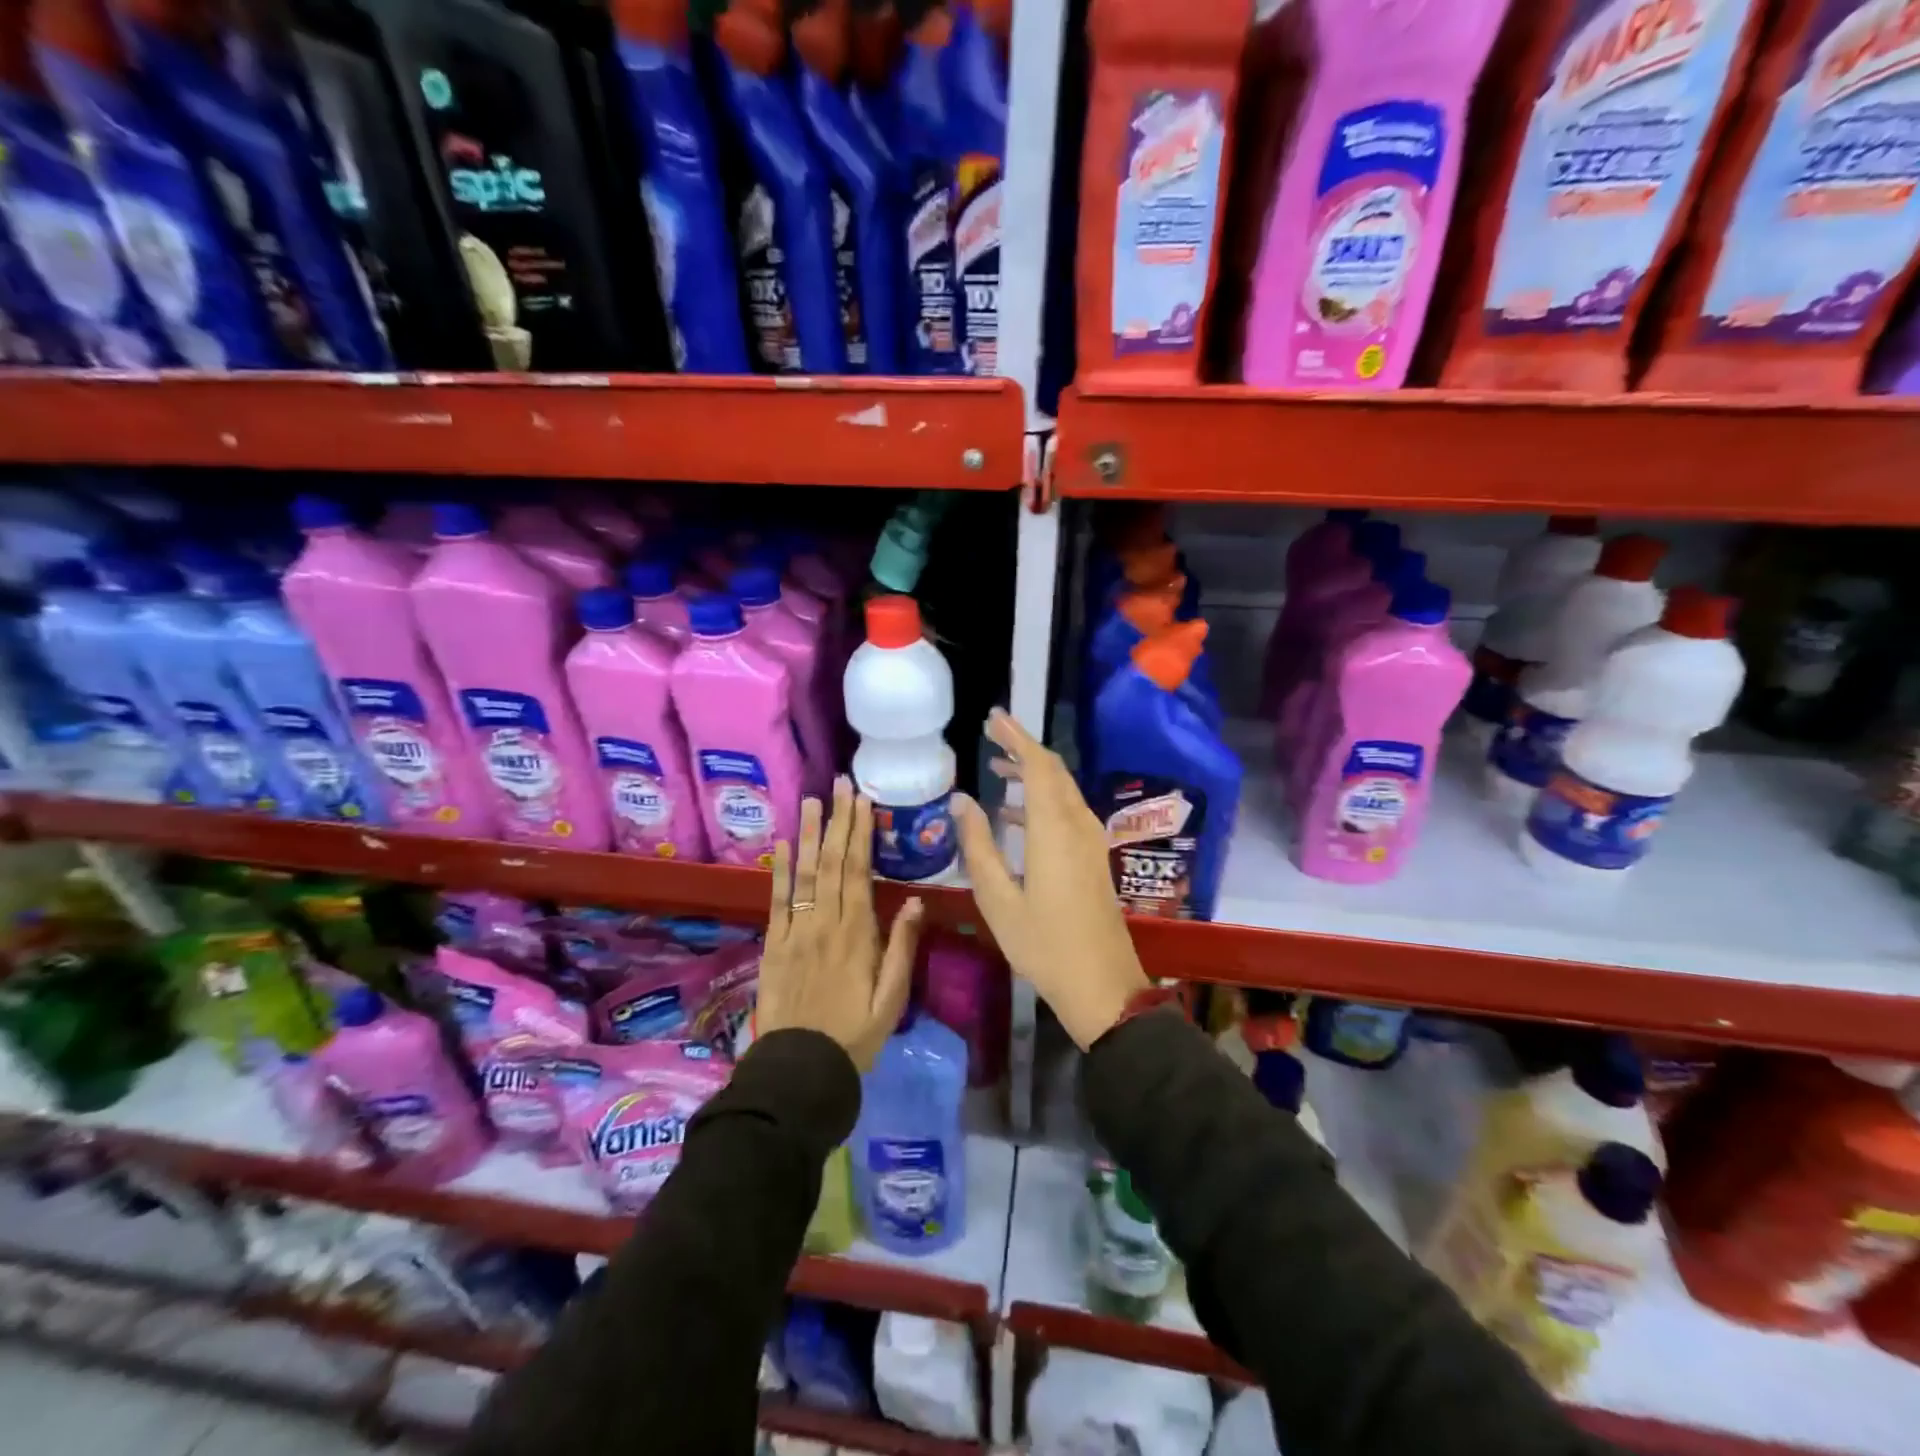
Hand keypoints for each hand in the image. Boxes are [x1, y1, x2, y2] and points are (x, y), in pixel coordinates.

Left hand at [758, 776, 922, 1071]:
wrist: (799, 1071)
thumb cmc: (855, 1036)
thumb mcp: (891, 999)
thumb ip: (902, 947)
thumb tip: (914, 899)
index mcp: (856, 933)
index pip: (858, 871)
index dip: (859, 833)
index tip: (862, 801)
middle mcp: (824, 923)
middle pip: (831, 863)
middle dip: (837, 821)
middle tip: (840, 785)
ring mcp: (794, 932)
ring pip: (803, 874)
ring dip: (807, 835)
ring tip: (811, 801)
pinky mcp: (773, 946)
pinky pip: (776, 901)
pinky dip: (778, 871)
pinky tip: (781, 845)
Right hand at [953, 709, 1149, 1050]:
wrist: (1102, 986)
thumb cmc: (1044, 944)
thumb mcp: (998, 899)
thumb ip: (978, 845)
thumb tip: (961, 800)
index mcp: (1054, 830)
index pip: (1039, 766)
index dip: (1017, 737)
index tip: (993, 718)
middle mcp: (1078, 825)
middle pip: (1054, 772)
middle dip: (1023, 749)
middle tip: (991, 735)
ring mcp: (1090, 842)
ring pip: (1062, 791)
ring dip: (1033, 775)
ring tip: (998, 768)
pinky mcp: (1093, 858)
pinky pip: (1067, 812)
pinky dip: (1041, 801)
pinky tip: (1014, 815)